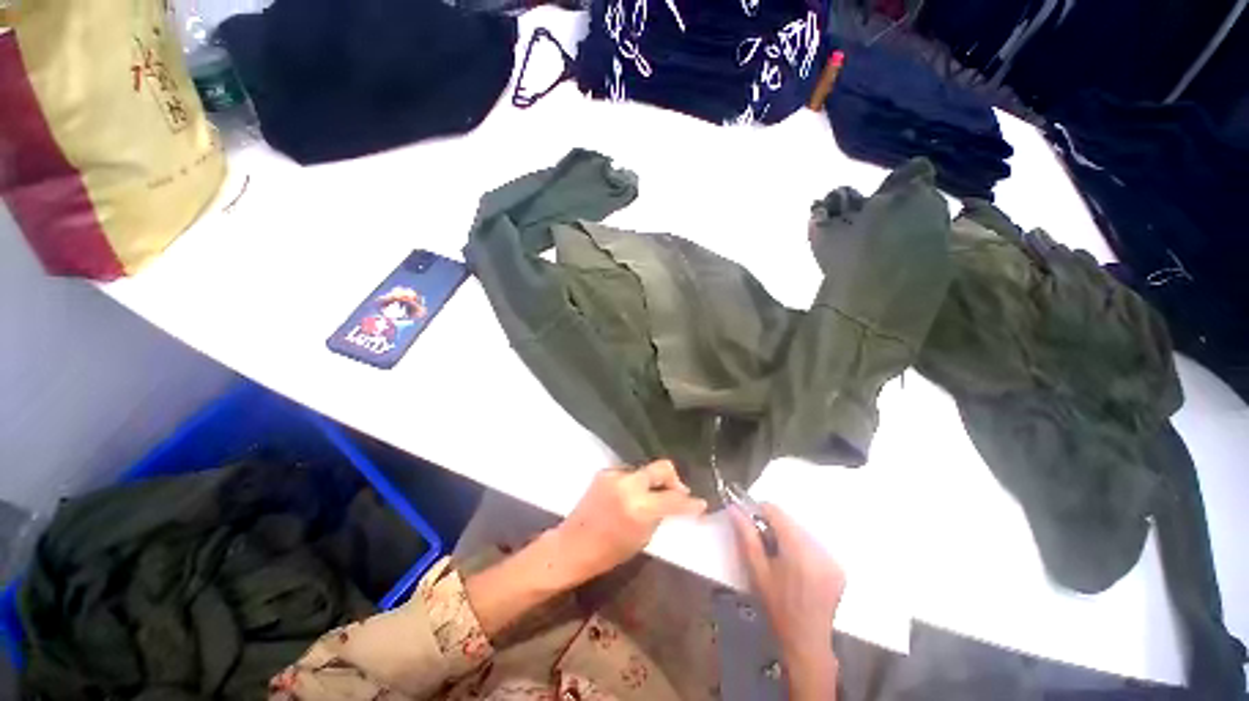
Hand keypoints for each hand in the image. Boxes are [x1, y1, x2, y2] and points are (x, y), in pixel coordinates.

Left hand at [554, 460, 707, 585]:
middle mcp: (628, 485)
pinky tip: (630, 497)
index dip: (690, 503)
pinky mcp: (605, 472)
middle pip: (661, 467)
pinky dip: (635, 483)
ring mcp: (615, 475)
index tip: (700, 504)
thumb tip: (672, 503)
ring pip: (644, 471)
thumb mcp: (642, 538)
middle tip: (679, 491)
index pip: (673, 499)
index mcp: (639, 507)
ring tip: (650, 498)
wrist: (572, 546)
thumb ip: (659, 515)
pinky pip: (628, 474)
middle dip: (674, 479)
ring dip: (652, 482)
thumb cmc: (608, 552)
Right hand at [732, 503, 843, 699]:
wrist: (806, 643)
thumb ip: (746, 536)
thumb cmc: (777, 607)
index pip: (776, 511)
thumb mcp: (756, 571)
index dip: (758, 511)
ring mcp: (832, 559)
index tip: (748, 522)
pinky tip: (795, 568)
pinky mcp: (838, 568)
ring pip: (801, 531)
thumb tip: (735, 508)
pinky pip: (814, 545)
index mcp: (798, 549)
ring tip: (778, 559)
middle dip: (773, 527)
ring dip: (786, 537)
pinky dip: (801, 548)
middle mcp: (819, 549)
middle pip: (790, 521)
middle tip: (763, 546)